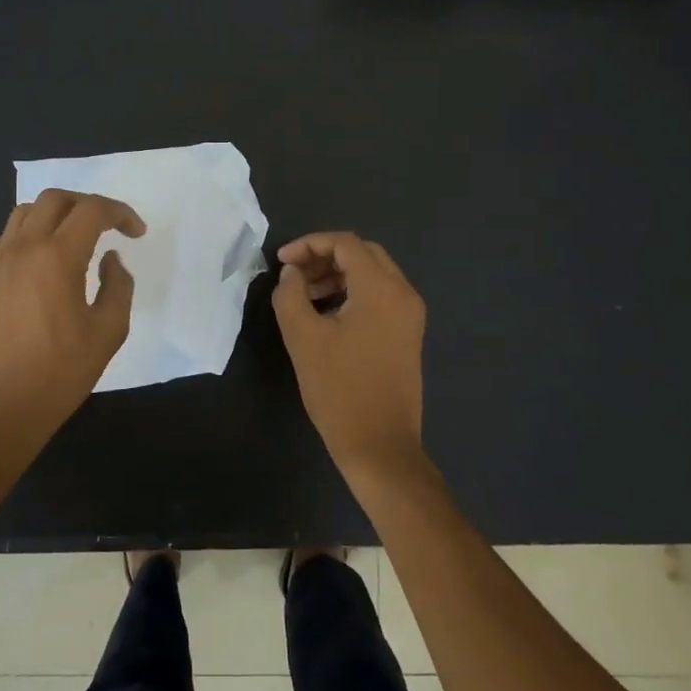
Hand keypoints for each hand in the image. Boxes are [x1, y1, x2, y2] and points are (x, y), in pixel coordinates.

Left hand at [0, 189, 145, 449]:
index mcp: (57, 258)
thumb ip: (118, 285)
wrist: (2, 408)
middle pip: (55, 199)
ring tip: (76, 238)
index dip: (120, 213)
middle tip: (109, 227)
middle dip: (88, 204)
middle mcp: (23, 249)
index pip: (92, 211)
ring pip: (25, 212)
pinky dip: (31, 233)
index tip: (136, 233)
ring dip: (56, 214)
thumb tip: (110, 259)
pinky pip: (7, 237)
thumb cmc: (61, 372)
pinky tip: (44, 260)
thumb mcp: (108, 332)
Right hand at [272, 231, 426, 481]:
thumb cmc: (339, 390)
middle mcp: (403, 294)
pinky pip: (380, 296)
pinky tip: (326, 313)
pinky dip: (352, 292)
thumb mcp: (303, 338)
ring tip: (304, 295)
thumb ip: (291, 295)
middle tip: (293, 275)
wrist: (380, 446)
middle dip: (324, 256)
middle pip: (363, 254)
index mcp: (381, 289)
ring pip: (373, 274)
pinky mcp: (408, 334)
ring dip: (337, 275)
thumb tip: (292, 273)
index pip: (345, 243)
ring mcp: (410, 315)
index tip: (281, 262)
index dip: (309, 244)